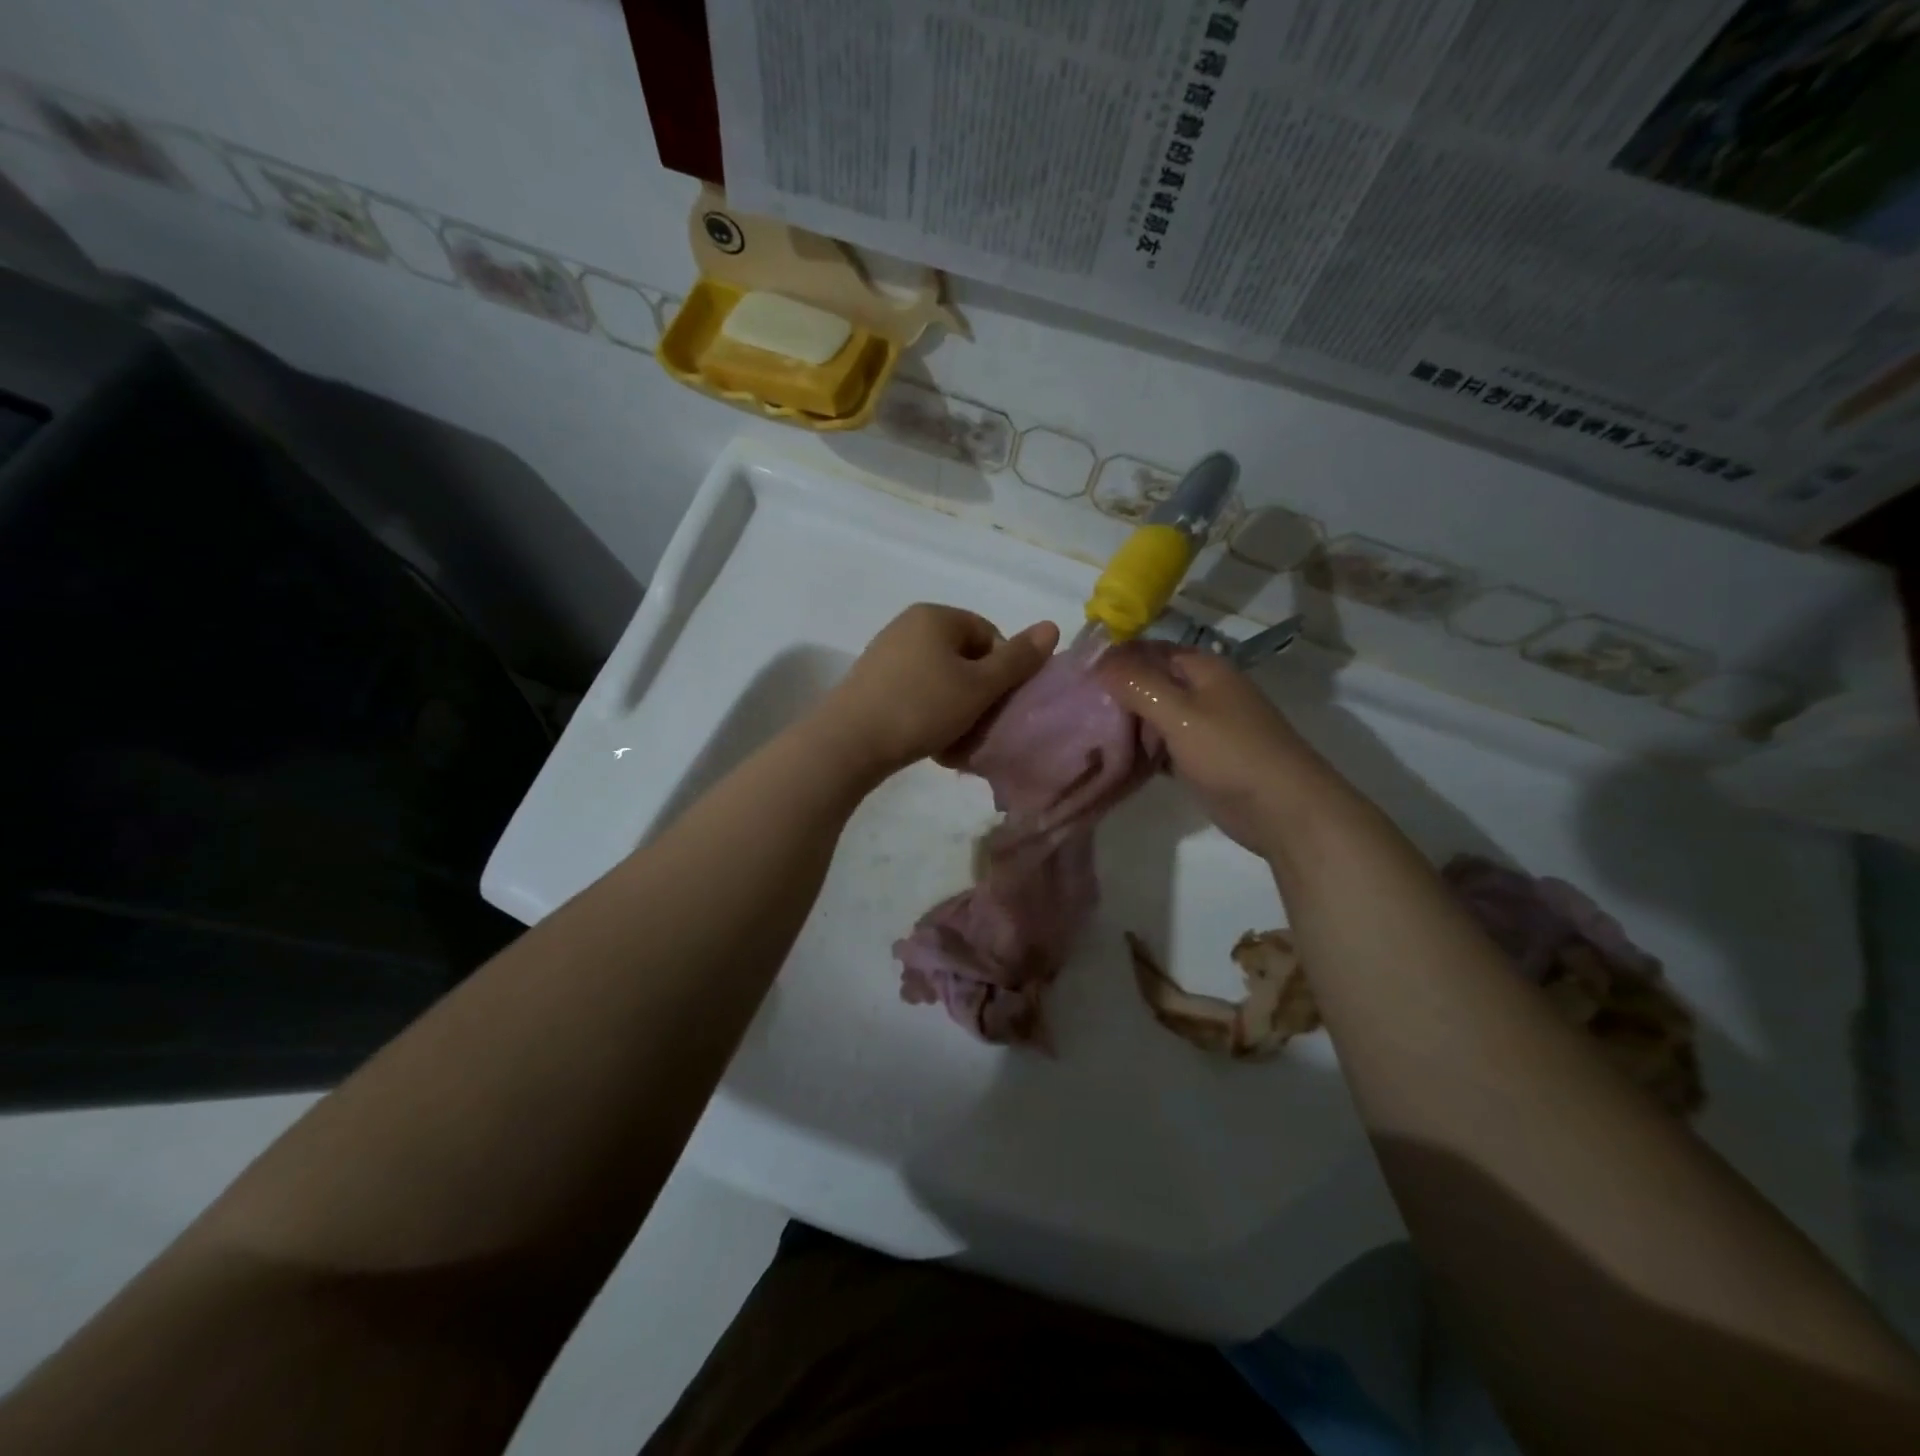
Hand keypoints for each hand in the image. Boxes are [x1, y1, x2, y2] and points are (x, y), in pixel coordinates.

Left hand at [818, 604, 1059, 779]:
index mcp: (936, 616)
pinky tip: (931, 742)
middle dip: (979, 693)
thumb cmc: (922, 707)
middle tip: (981, 726)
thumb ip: (1018, 659)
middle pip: (965, 658)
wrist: (849, 743)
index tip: (999, 705)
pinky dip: (930, 714)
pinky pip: (916, 694)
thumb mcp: (979, 686)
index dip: (1004, 670)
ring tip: (956, 741)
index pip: (989, 634)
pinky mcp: (872, 683)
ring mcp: (886, 654)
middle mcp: (909, 626)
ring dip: (956, 709)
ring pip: (941, 680)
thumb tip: (1052, 626)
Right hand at [1096, 647, 1327, 851]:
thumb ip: (1137, 684)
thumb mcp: (1179, 713)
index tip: (1074, 678)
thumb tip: (1098, 661)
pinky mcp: (1201, 757)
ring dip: (1126, 724)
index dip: (1113, 660)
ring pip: (1153, 716)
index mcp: (1202, 668)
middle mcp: (1203, 690)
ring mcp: (1204, 725)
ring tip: (1085, 736)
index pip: (1146, 650)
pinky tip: (1114, 761)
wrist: (1284, 810)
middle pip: (1149, 683)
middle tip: (1073, 712)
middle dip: (1115, 694)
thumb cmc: (1230, 753)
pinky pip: (1162, 745)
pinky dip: (1141, 749)